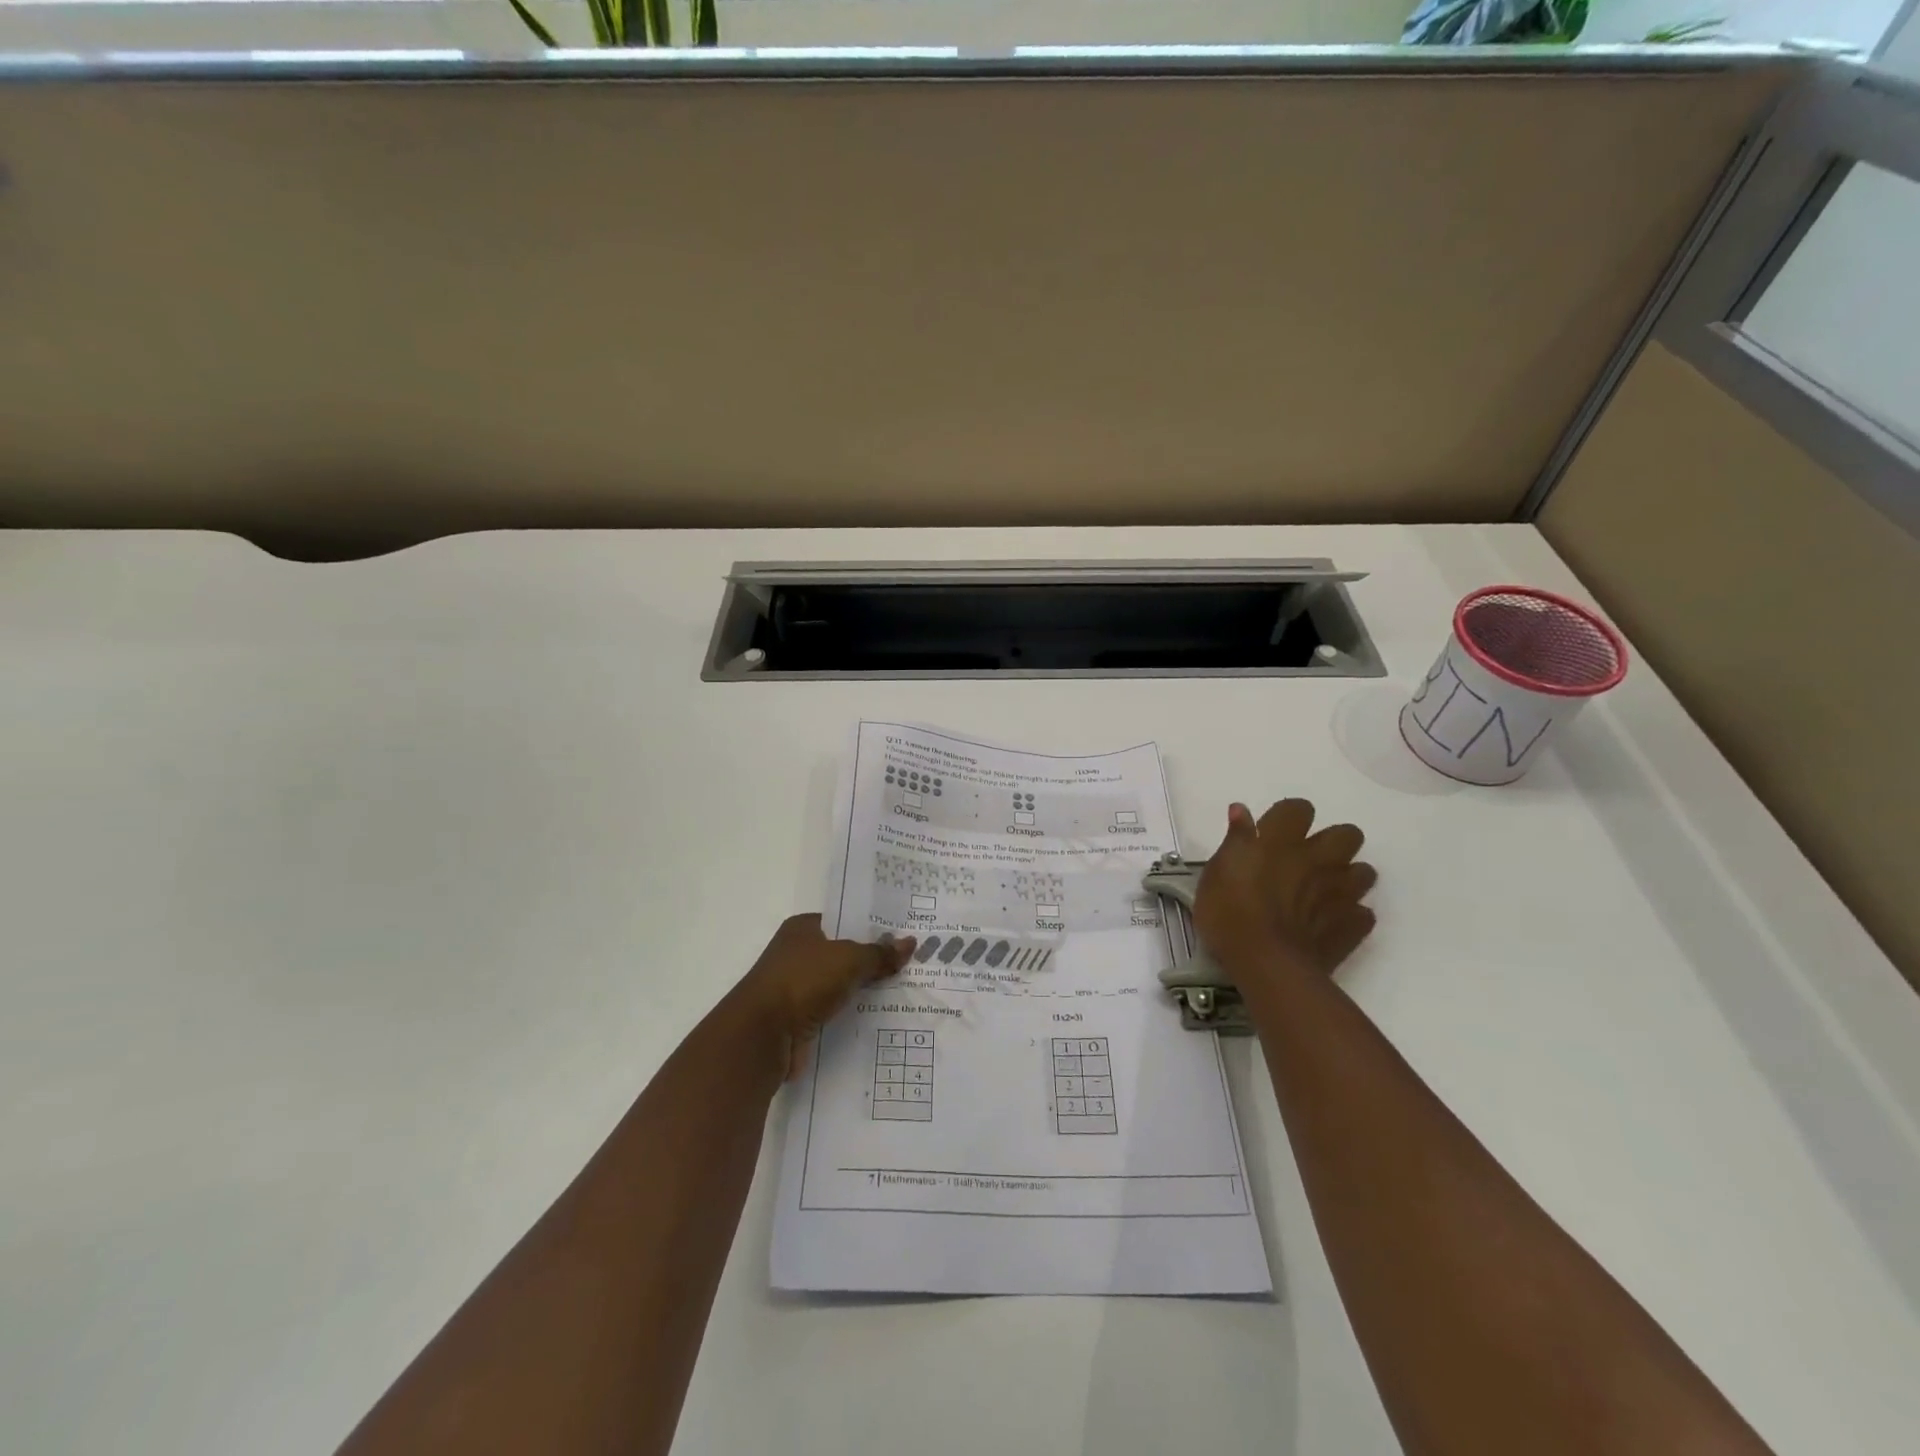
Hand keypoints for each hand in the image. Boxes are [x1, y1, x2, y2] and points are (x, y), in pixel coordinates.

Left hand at [724, 915, 913, 1080]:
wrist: (763, 1035)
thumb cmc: (803, 982)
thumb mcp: (849, 959)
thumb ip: (879, 953)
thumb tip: (910, 943)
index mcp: (803, 928)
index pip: (843, 920)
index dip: (871, 926)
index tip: (901, 934)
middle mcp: (797, 953)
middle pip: (843, 953)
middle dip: (872, 960)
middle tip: (911, 962)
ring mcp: (797, 987)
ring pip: (840, 984)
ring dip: (863, 989)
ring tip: (904, 990)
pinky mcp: (799, 1018)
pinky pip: (834, 1011)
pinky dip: (852, 1013)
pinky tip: (880, 1017)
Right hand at [1193, 800, 1377, 981]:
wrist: (1266, 963)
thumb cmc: (1229, 913)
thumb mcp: (1216, 872)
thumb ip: (1234, 839)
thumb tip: (1241, 810)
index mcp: (1282, 841)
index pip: (1298, 808)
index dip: (1290, 816)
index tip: (1275, 830)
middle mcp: (1318, 859)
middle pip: (1347, 834)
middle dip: (1334, 841)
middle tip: (1310, 858)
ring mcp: (1340, 892)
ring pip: (1364, 872)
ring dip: (1348, 877)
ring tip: (1325, 891)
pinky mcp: (1352, 925)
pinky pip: (1363, 913)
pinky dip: (1351, 915)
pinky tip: (1332, 923)